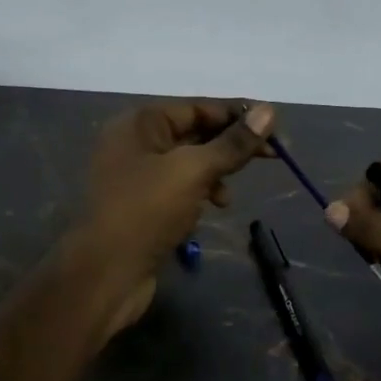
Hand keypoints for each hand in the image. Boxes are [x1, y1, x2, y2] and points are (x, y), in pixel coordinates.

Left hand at [71, 100, 275, 336]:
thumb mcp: (194, 171)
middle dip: (229, 146)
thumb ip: (232, 143)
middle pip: (193, 134)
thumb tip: (269, 110)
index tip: (274, 128)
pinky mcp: (141, 206)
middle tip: (271, 157)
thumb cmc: (147, 210)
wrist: (106, 272)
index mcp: (140, 123)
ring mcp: (136, 176)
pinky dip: (198, 194)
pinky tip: (210, 210)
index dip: (236, 116)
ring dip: (215, 174)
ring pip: (188, 164)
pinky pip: (178, 189)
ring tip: (227, 198)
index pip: (196, 108)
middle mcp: (134, 143)